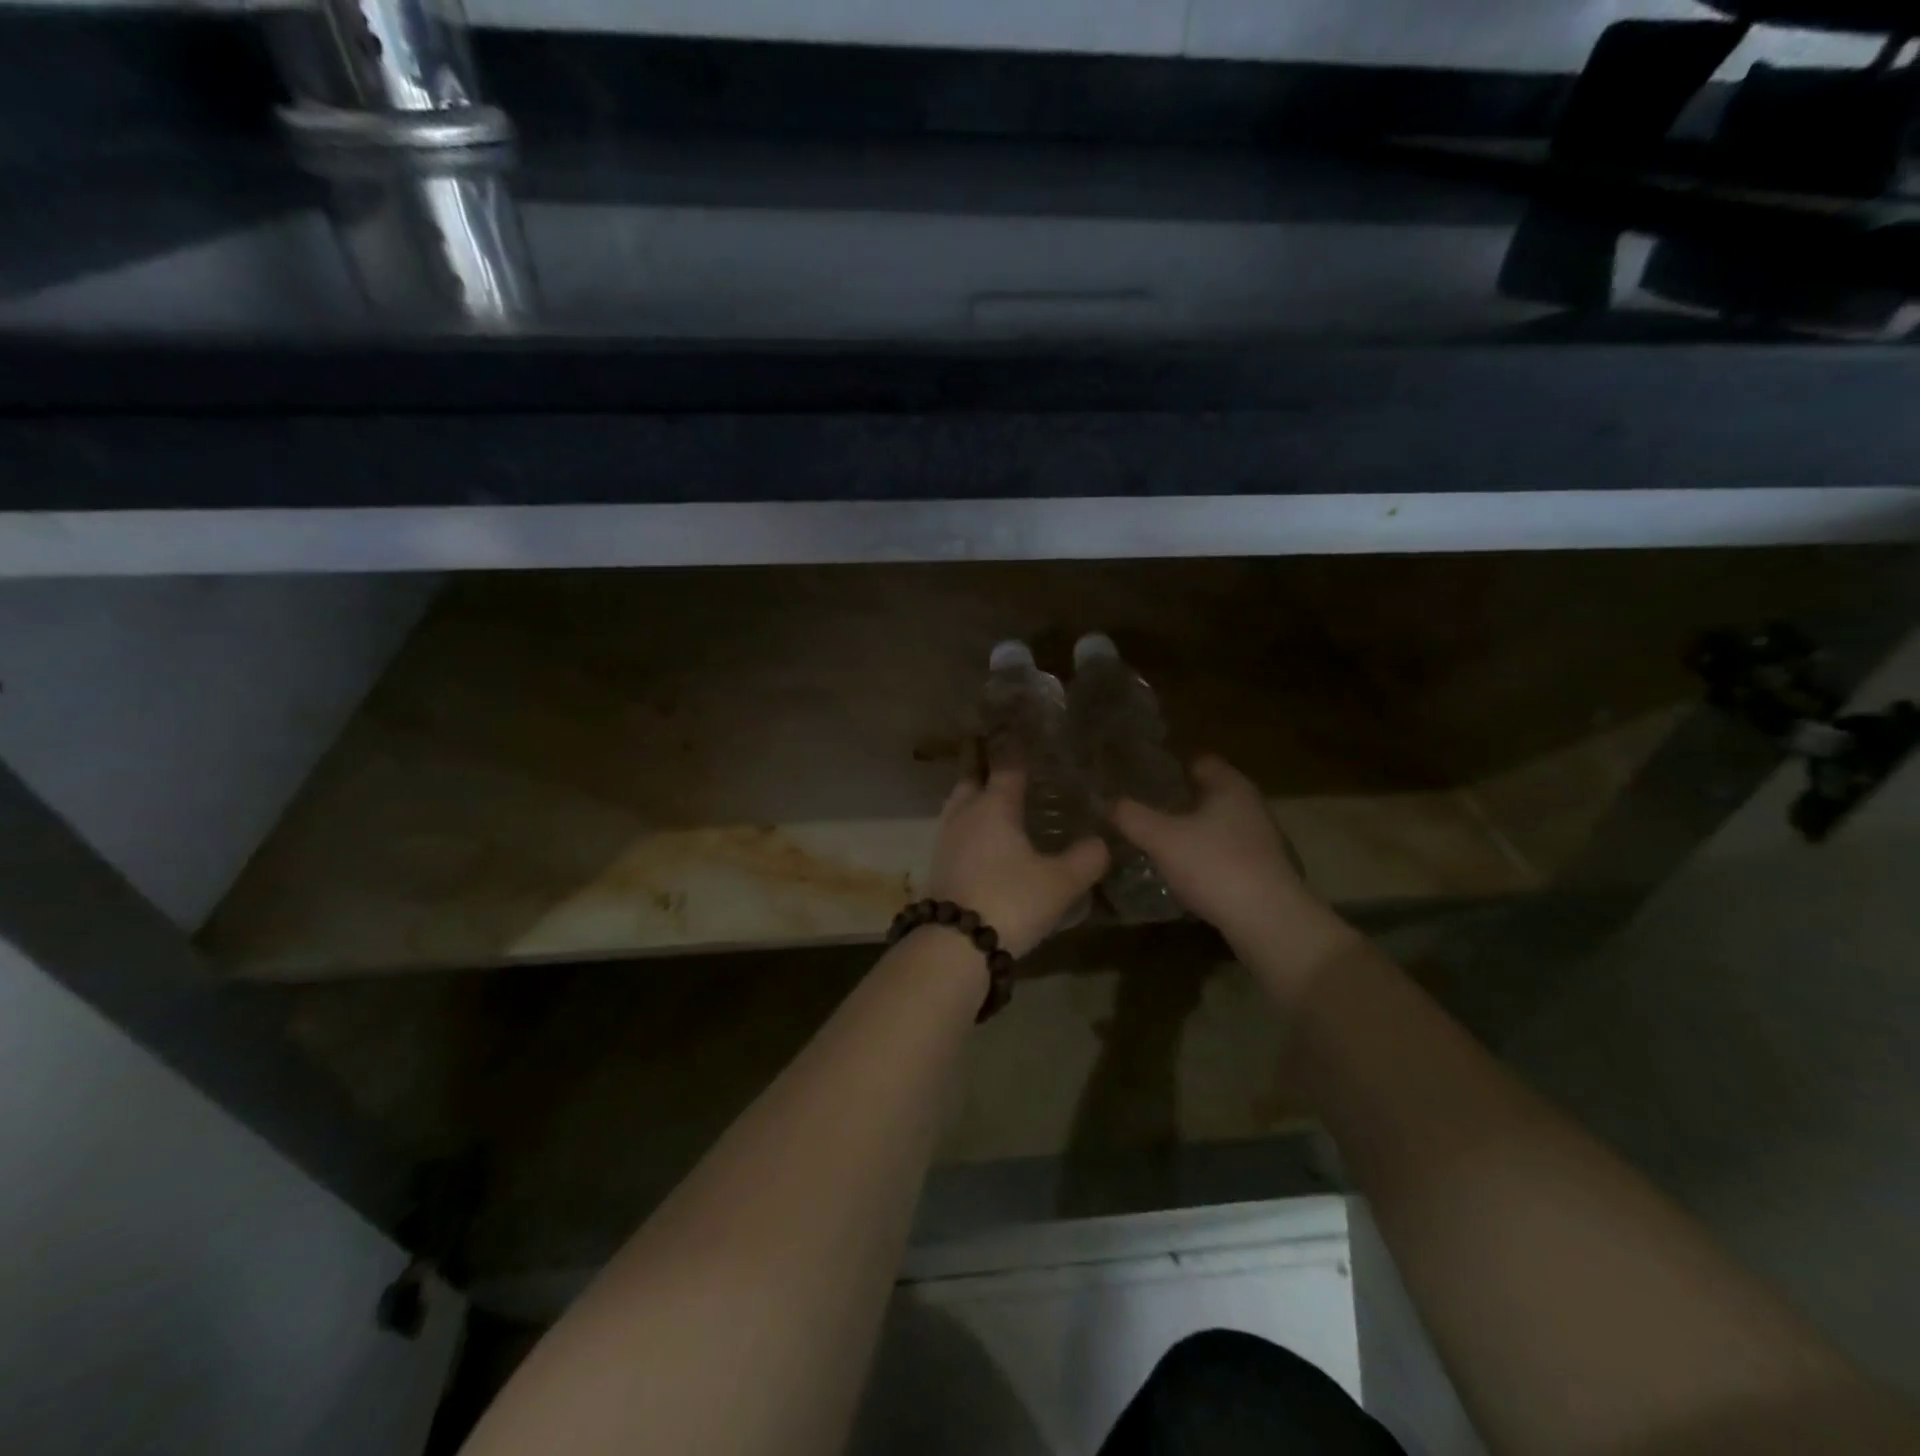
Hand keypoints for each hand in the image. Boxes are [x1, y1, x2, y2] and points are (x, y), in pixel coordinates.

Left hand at [926, 769, 1108, 957]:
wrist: (954, 944)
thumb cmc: (1010, 901)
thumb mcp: (1060, 883)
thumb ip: (1085, 859)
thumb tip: (1101, 842)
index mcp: (994, 805)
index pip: (1007, 766)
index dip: (1018, 751)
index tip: (1028, 738)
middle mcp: (965, 814)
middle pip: (971, 779)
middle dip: (986, 769)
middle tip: (1006, 768)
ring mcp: (945, 839)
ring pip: (958, 805)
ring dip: (974, 798)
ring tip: (996, 804)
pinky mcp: (937, 865)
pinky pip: (954, 832)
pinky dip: (968, 827)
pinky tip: (983, 842)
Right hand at [1110, 755, 1315, 953]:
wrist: (1268, 922)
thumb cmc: (1215, 866)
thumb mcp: (1161, 838)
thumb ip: (1130, 816)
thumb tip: (1105, 800)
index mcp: (1229, 786)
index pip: (1198, 760)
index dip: (1168, 765)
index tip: (1138, 775)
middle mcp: (1249, 805)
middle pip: (1207, 792)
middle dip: (1175, 799)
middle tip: (1138, 807)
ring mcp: (1259, 838)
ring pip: (1214, 823)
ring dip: (1188, 829)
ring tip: (1152, 838)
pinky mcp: (1260, 869)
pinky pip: (1222, 850)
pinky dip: (1201, 854)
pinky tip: (1179, 868)